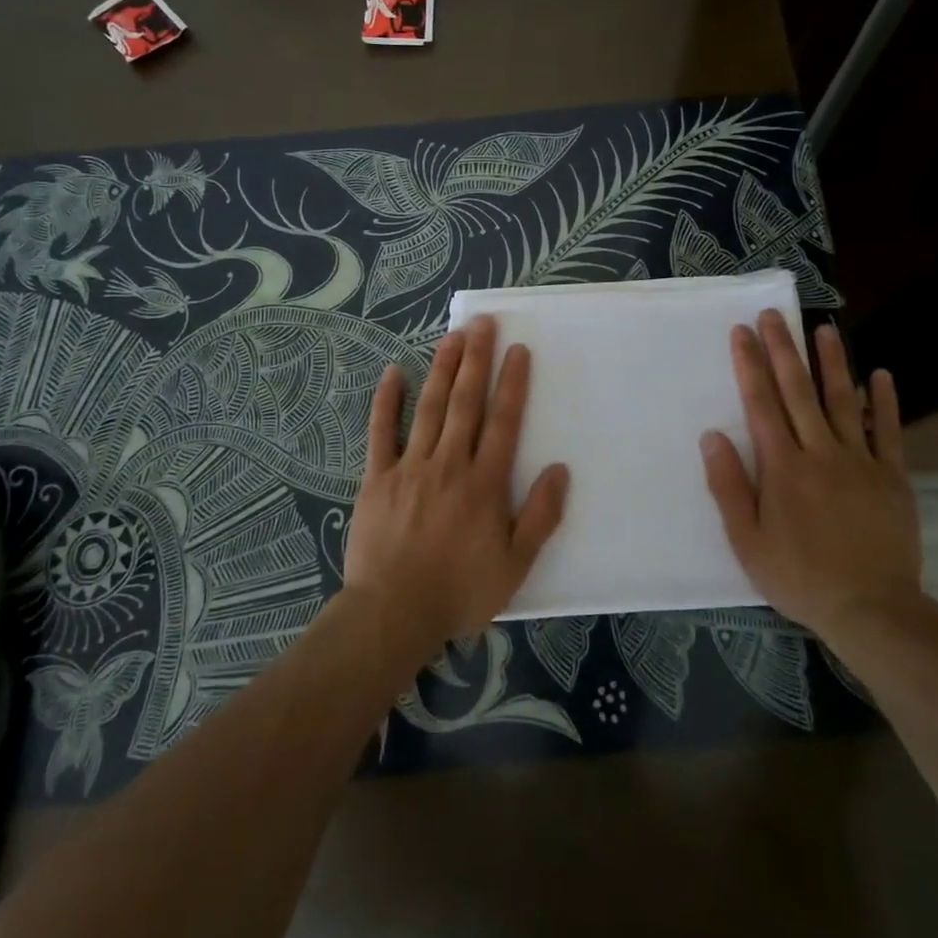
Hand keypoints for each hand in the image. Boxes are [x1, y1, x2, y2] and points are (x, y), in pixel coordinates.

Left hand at [345, 316, 569, 658]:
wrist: (393, 614)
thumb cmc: (460, 591)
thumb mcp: (516, 564)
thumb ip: (541, 515)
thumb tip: (560, 469)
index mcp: (485, 482)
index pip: (503, 421)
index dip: (512, 383)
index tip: (518, 349)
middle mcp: (449, 463)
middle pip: (465, 402)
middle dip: (476, 360)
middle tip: (482, 323)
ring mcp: (410, 467)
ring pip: (429, 407)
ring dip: (441, 369)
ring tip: (452, 336)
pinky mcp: (377, 478)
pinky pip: (380, 432)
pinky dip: (386, 401)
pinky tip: (392, 373)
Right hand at [699, 310, 922, 637]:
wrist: (872, 610)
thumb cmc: (800, 577)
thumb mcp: (747, 542)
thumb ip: (729, 486)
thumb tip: (712, 436)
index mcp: (782, 468)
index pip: (761, 404)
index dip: (750, 365)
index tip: (742, 332)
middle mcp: (820, 453)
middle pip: (798, 392)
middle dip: (784, 350)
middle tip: (774, 315)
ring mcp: (860, 462)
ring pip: (844, 401)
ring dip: (832, 362)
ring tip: (825, 328)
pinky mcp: (892, 477)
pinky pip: (888, 432)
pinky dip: (885, 402)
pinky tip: (881, 375)